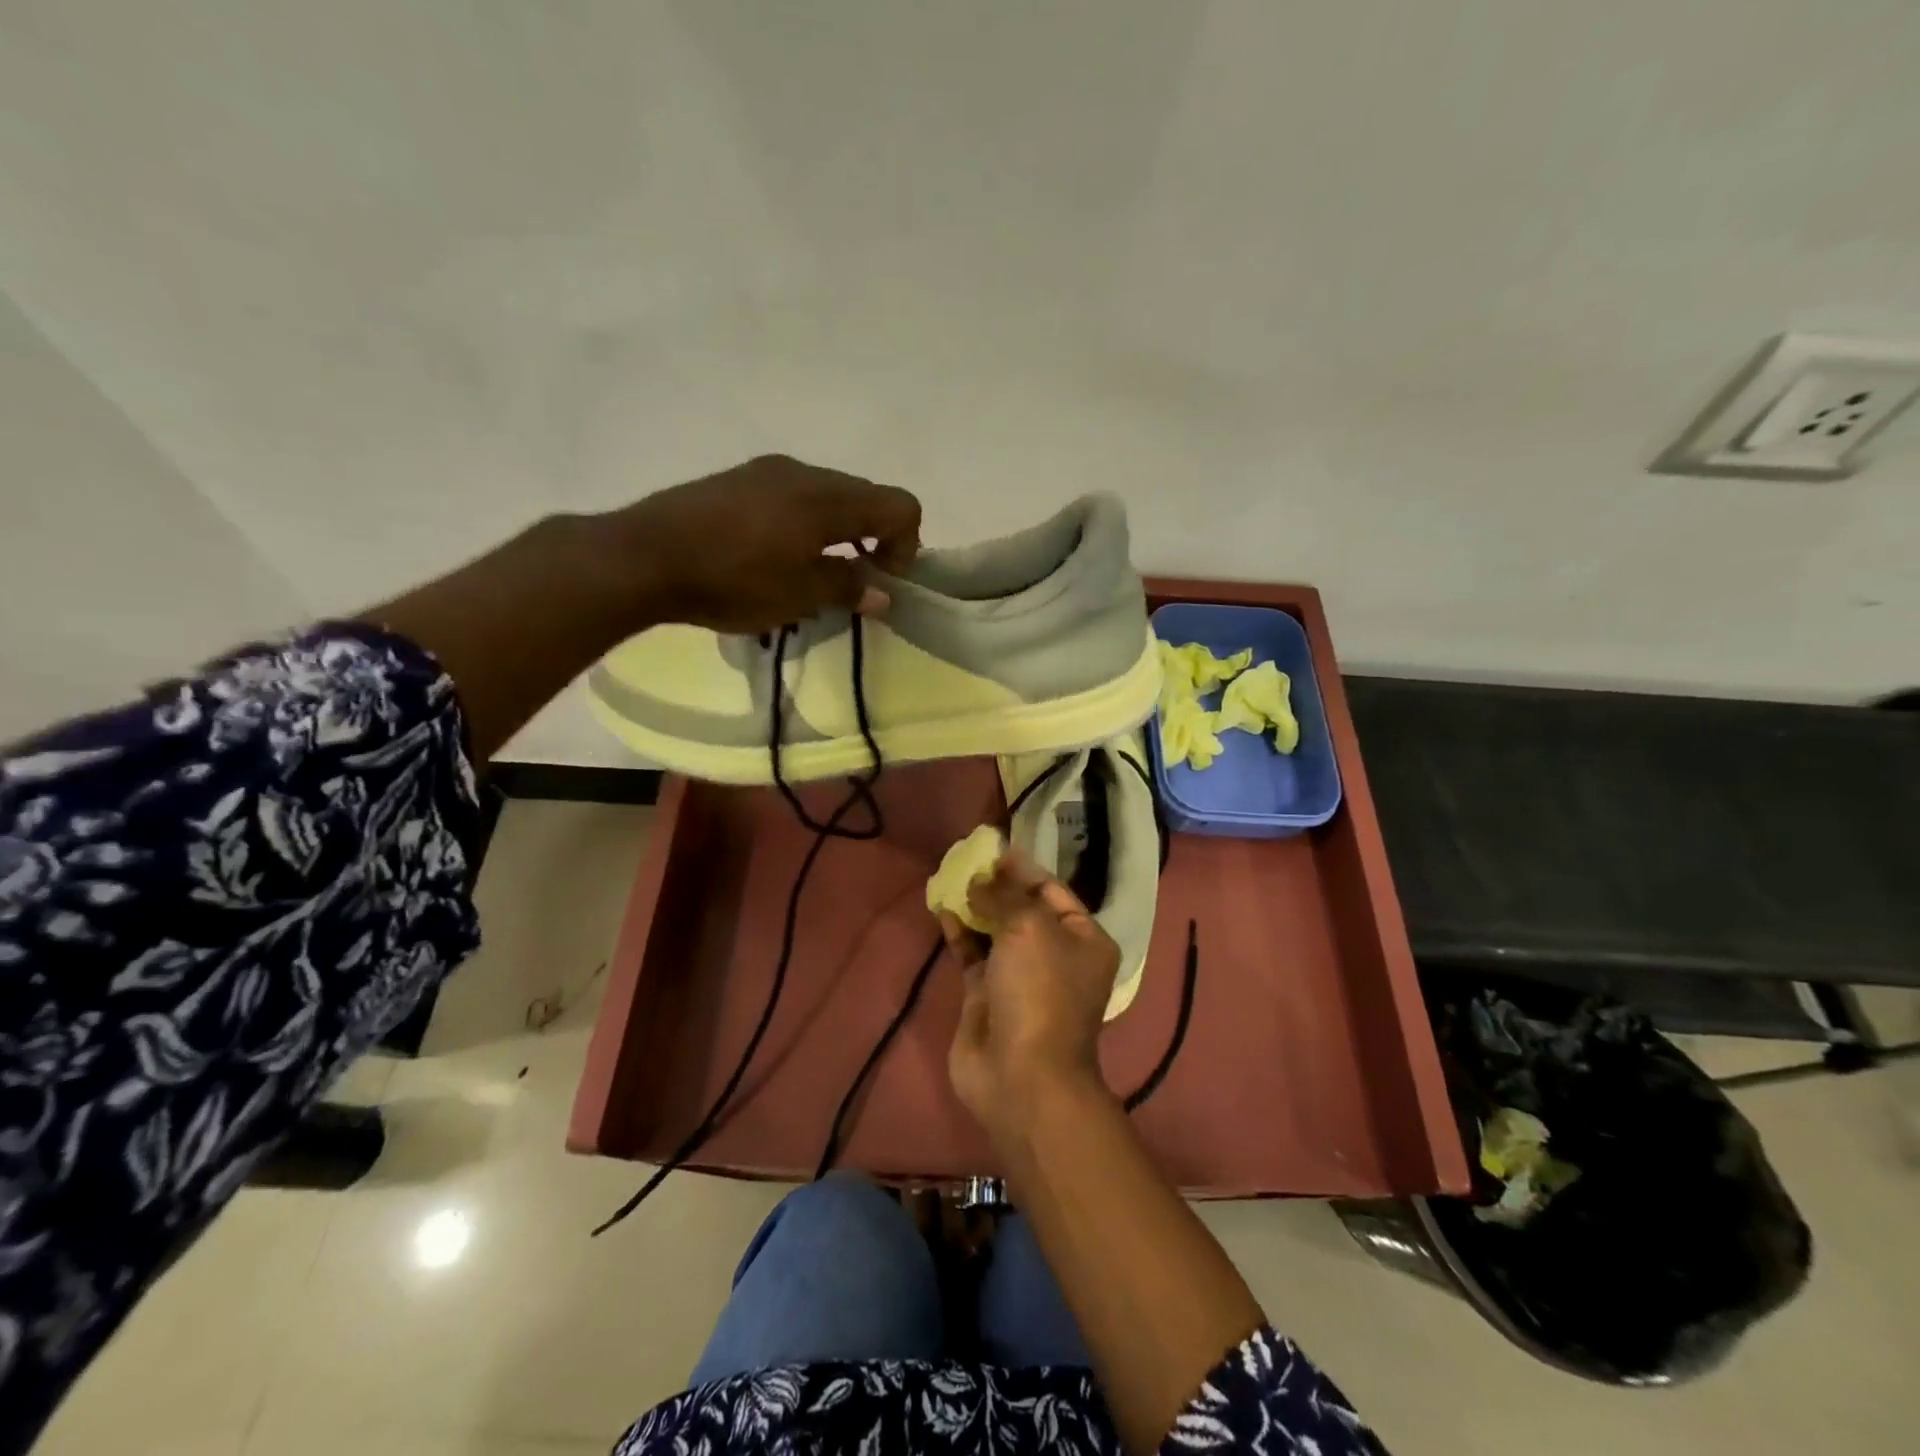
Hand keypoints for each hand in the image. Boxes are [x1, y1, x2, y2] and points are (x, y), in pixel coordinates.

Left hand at [612, 456, 920, 633]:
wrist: (644, 556)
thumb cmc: (732, 579)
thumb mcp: (799, 595)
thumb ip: (848, 588)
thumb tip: (883, 594)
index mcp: (828, 498)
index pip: (900, 505)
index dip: (907, 545)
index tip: (882, 581)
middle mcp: (805, 473)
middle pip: (866, 496)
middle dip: (873, 539)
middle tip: (853, 582)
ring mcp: (768, 471)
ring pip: (828, 495)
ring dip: (838, 532)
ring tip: (812, 573)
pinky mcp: (739, 479)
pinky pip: (793, 495)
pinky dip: (806, 524)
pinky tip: (775, 557)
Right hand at [940, 848, 1120, 1140]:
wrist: (1021, 1076)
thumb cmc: (1040, 991)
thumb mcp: (1029, 928)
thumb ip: (1003, 896)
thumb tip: (980, 879)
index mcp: (1083, 939)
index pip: (1053, 891)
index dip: (1023, 869)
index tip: (993, 849)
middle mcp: (1055, 956)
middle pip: (1023, 909)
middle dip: (997, 885)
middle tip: (967, 860)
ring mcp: (1020, 977)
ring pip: (996, 930)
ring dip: (976, 906)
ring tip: (951, 877)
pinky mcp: (987, 996)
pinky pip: (973, 954)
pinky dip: (960, 932)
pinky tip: (942, 909)